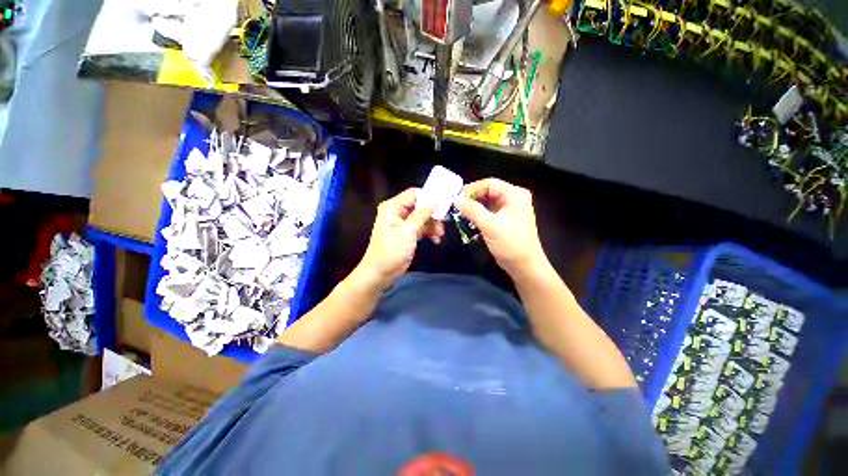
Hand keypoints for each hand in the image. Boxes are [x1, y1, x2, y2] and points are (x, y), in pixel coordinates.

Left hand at [357, 188, 444, 289]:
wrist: (381, 273)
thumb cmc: (391, 251)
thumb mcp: (407, 231)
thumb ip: (421, 215)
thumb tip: (434, 202)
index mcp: (393, 207)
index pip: (414, 194)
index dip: (429, 197)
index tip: (444, 203)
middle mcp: (398, 212)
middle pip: (421, 206)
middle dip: (433, 214)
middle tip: (445, 221)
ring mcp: (404, 223)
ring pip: (423, 218)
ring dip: (433, 225)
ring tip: (440, 235)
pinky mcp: (408, 234)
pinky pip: (422, 228)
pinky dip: (430, 232)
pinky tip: (436, 240)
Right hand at [453, 178, 547, 276]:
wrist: (524, 266)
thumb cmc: (511, 244)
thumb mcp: (490, 226)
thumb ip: (473, 210)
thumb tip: (455, 199)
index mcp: (514, 194)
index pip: (489, 183)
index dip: (471, 189)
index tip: (456, 198)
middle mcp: (513, 198)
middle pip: (487, 191)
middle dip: (471, 199)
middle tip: (456, 206)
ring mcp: (509, 209)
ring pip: (486, 202)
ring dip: (473, 207)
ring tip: (459, 214)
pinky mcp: (504, 219)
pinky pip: (488, 211)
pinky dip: (477, 215)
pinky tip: (468, 221)